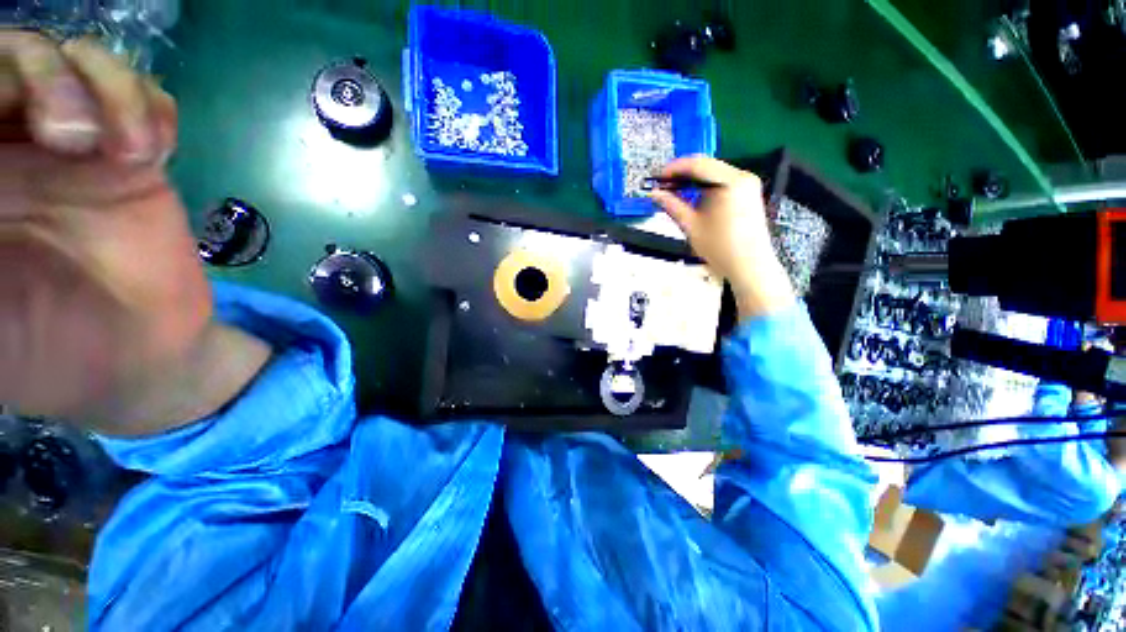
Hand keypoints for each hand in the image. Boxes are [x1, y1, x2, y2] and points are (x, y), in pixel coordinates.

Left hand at [1, 32, 265, 433]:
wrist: (135, 355)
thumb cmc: (41, 348)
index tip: (4, 123)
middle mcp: (14, 144)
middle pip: (18, 56)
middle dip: (41, 75)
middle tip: (66, 133)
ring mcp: (81, 148)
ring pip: (83, 61)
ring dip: (105, 87)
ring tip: (122, 148)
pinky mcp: (138, 162)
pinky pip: (146, 98)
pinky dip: (149, 107)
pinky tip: (153, 149)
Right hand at [650, 157, 793, 319]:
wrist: (749, 266)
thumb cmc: (719, 248)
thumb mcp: (691, 225)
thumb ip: (671, 205)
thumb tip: (654, 194)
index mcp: (730, 182)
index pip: (697, 164)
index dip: (674, 168)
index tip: (657, 177)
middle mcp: (742, 176)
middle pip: (707, 166)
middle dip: (683, 174)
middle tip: (663, 185)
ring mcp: (748, 184)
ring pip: (714, 173)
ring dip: (693, 180)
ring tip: (674, 192)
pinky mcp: (749, 193)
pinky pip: (722, 182)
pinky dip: (705, 187)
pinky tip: (692, 197)